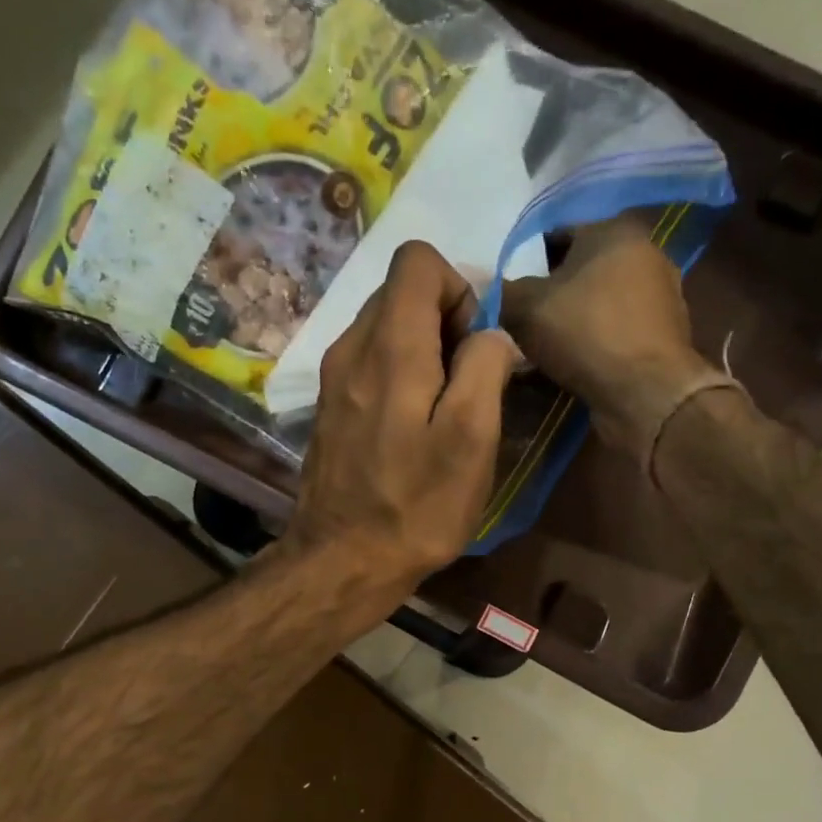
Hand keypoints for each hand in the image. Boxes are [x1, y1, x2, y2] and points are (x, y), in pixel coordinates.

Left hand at [277, 241, 517, 618]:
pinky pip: (370, 362)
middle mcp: (351, 347)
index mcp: (389, 346)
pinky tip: (412, 426)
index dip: (460, 288)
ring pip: (385, 327)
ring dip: (424, 350)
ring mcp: (333, 378)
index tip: (476, 345)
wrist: (342, 561)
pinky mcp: (329, 406)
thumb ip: (485, 367)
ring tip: (443, 409)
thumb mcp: (471, 439)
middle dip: (445, 320)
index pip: (418, 260)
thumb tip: (491, 334)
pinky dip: (400, 374)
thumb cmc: (416, 506)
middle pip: (401, 292)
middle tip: (466, 383)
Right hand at [501, 215, 722, 463]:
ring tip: (541, 347)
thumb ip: (503, 291)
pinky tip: (571, 363)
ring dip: (570, 320)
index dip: (524, 260)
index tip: (506, 290)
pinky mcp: (663, 334)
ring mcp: (660, 295)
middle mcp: (644, 253)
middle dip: (549, 293)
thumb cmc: (585, 334)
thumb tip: (489, 289)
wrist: (646, 393)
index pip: (556, 233)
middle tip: (519, 320)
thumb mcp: (526, 308)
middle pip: (579, 269)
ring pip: (597, 302)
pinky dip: (592, 341)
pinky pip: (613, 330)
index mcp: (614, 230)